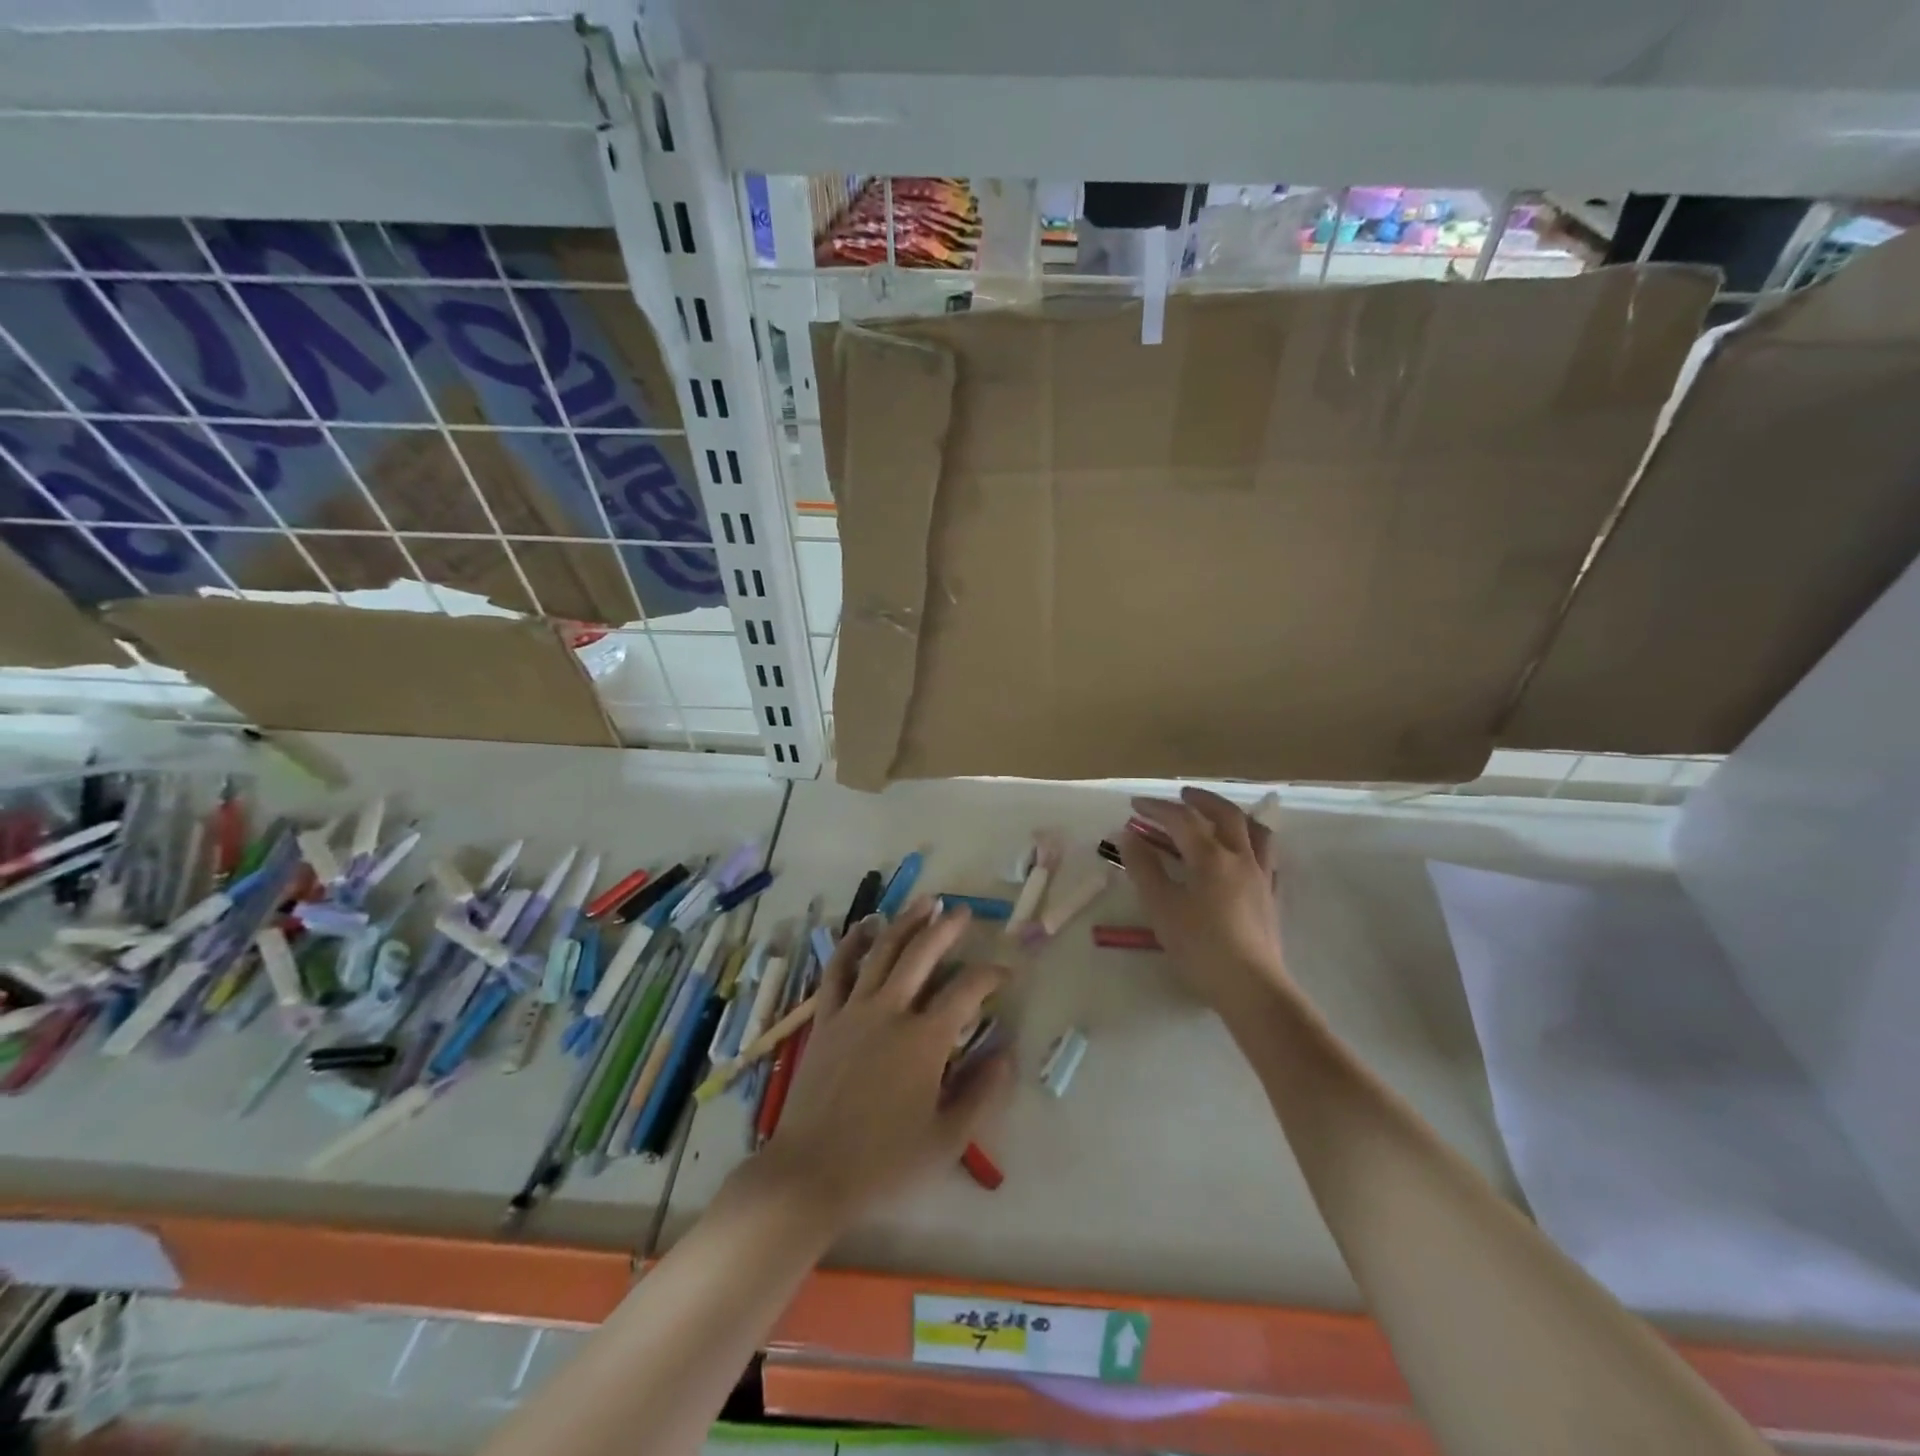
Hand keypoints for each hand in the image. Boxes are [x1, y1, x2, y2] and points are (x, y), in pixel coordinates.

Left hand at [754, 899, 1011, 1229]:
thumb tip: (1007, 1053)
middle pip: (922, 954)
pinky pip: (838, 971)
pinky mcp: (826, 1019)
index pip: (967, 991)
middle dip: (947, 929)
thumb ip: (982, 1093)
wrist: (810, 1173)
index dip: (990, 975)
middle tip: (962, 911)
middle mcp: (891, 1012)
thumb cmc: (884, 1163)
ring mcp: (854, 1011)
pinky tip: (864, 927)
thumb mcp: (947, 1140)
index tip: (1005, 971)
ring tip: (924, 902)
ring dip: (906, 922)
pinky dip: (851, 944)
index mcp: (925, 1040)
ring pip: (883, 952)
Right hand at [1121, 788, 1290, 1013]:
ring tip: (1219, 816)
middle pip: (1225, 814)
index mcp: (1211, 857)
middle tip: (1182, 795)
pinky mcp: (1271, 897)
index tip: (1135, 805)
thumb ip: (1143, 867)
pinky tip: (1243, 855)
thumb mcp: (1161, 907)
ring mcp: (1261, 876)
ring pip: (1256, 831)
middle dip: (1201, 800)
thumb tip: (1128, 835)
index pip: (1181, 819)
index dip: (1157, 808)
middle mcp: (1240, 858)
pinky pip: (1268, 857)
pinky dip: (1252, 844)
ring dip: (1234, 816)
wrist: (1250, 987)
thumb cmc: (1200, 947)